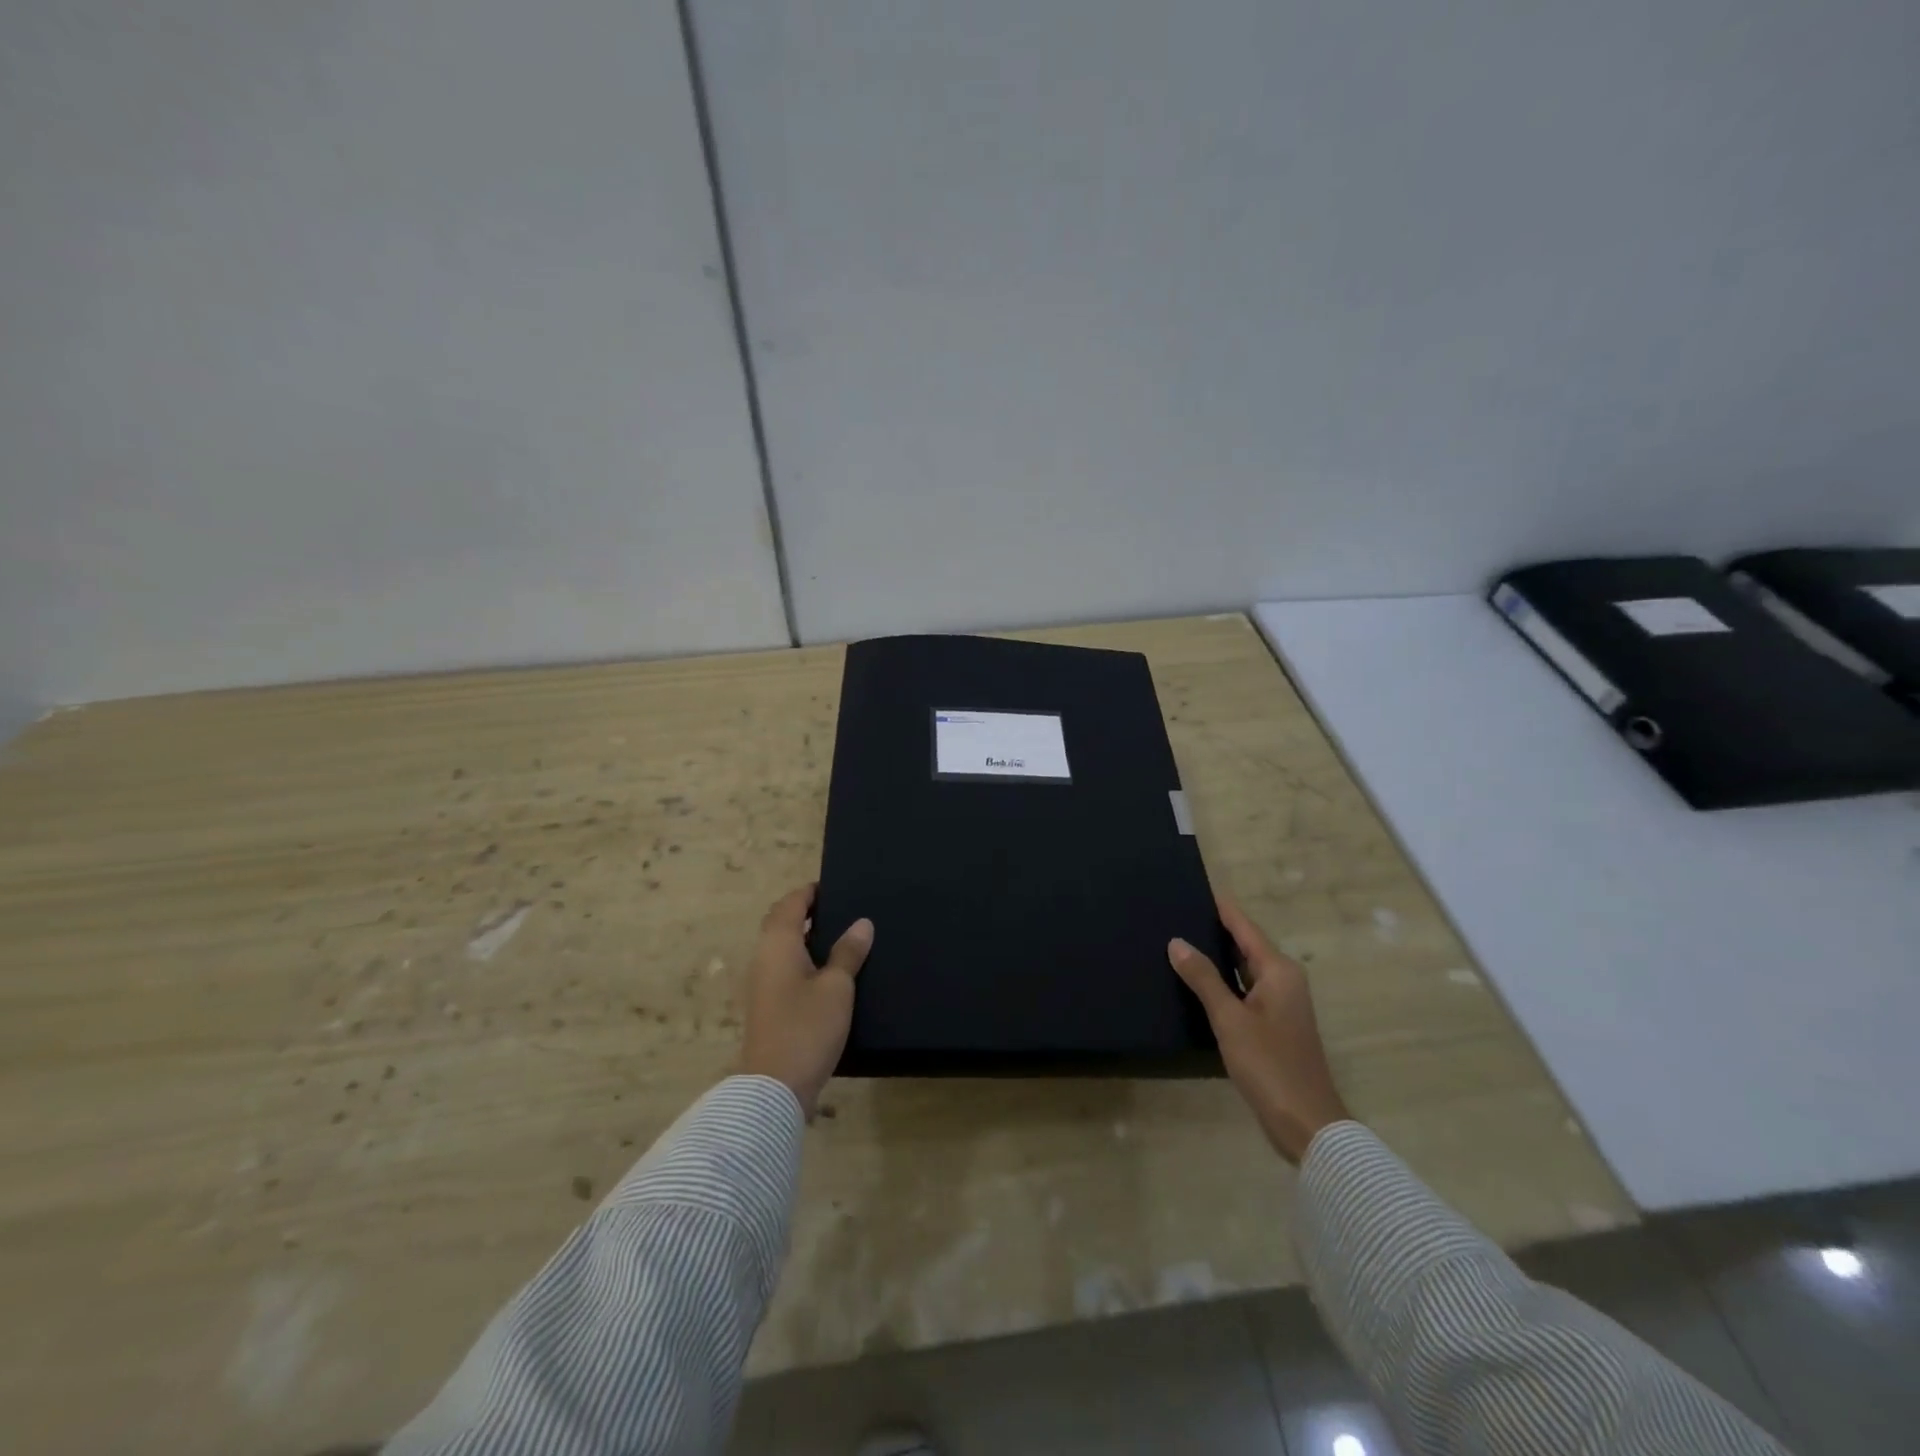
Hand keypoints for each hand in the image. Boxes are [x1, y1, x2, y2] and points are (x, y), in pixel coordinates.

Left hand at [738, 884, 873, 1117]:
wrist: (774, 1088)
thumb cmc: (807, 1028)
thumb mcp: (837, 987)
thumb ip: (848, 952)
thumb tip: (862, 922)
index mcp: (778, 944)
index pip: (790, 904)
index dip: (810, 892)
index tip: (834, 887)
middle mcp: (763, 958)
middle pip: (781, 923)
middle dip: (806, 913)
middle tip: (841, 911)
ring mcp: (761, 984)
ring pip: (782, 948)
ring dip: (805, 938)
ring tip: (841, 938)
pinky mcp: (767, 1007)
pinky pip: (784, 969)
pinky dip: (803, 960)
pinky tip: (829, 973)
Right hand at [1169, 897, 1351, 1163]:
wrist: (1306, 1124)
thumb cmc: (1270, 1065)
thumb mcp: (1230, 1019)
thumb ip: (1203, 978)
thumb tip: (1176, 941)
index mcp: (1279, 970)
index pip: (1244, 926)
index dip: (1219, 908)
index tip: (1190, 888)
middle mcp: (1283, 979)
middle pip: (1245, 944)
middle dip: (1213, 930)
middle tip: (1173, 915)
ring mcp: (1280, 1003)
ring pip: (1243, 968)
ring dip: (1215, 957)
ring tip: (1176, 943)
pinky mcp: (1273, 1024)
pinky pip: (1244, 990)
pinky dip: (1222, 982)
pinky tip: (1195, 984)